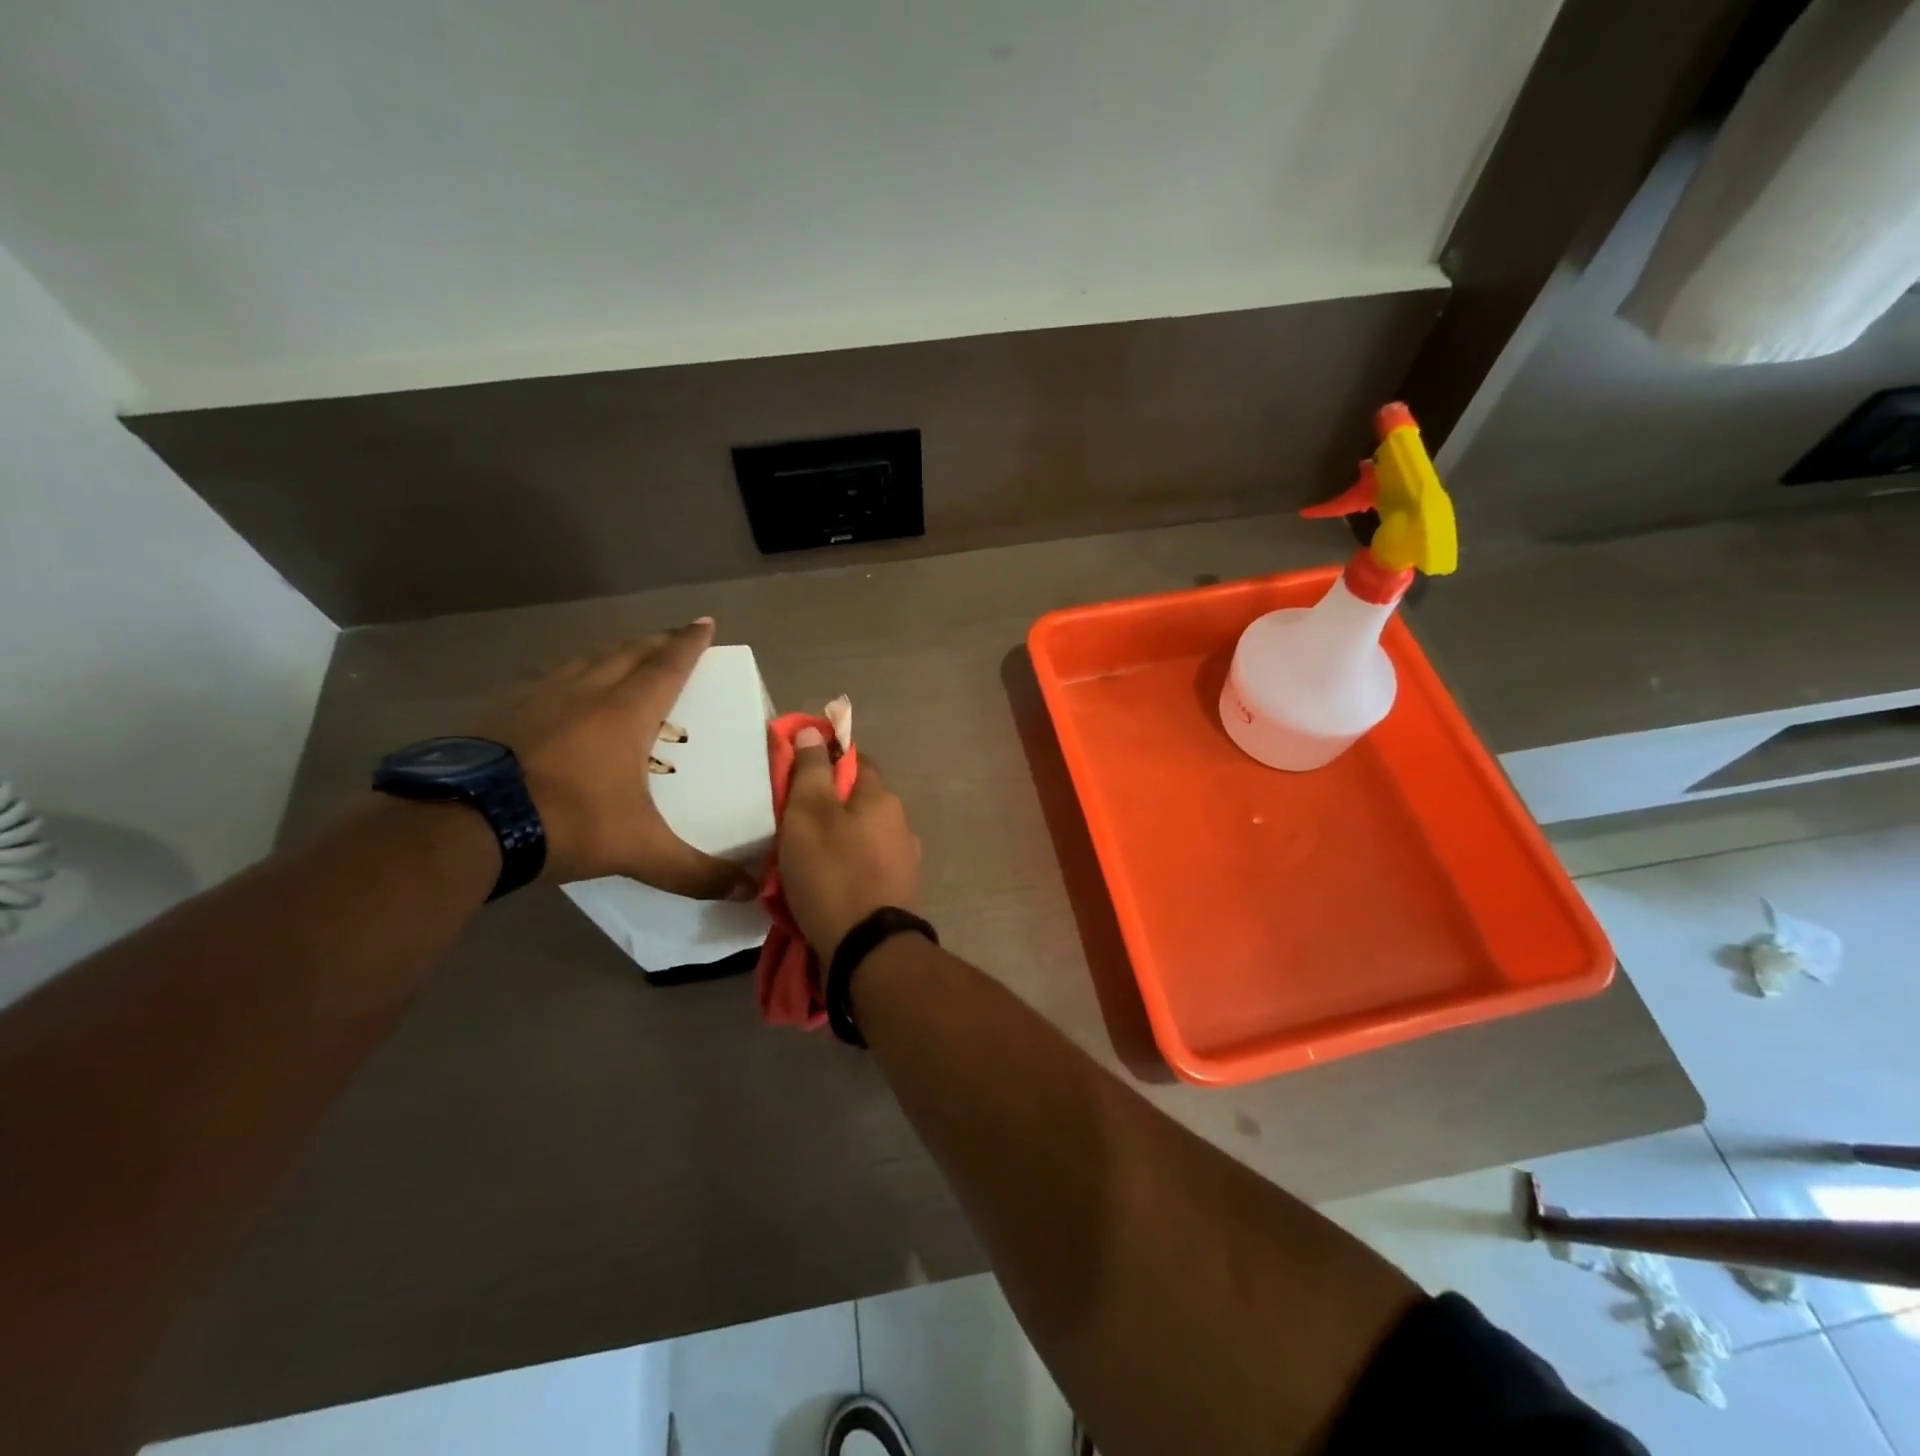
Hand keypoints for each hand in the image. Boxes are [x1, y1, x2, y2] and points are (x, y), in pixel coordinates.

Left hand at [480, 620, 755, 897]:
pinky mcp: (504, 711)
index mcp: (626, 713)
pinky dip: (572, 676)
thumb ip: (695, 870)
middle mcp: (586, 692)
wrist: (465, 823)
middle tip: (674, 638)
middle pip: (628, 653)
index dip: (689, 643)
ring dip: (613, 654)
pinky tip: (564, 695)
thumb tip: (748, 891)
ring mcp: (539, 697)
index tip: (704, 621)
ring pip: (586, 660)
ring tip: (625, 658)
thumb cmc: (567, 822)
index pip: (667, 666)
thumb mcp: (639, 851)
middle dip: (656, 642)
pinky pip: (550, 680)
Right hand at [778, 727, 922, 957]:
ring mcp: (904, 859)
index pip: (855, 761)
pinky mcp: (899, 891)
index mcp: (882, 797)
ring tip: (804, 858)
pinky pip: (866, 866)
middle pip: (858, 801)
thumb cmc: (832, 873)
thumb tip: (815, 732)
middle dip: (827, 806)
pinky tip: (827, 883)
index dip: (825, 761)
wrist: (867, 948)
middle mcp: (901, 822)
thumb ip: (811, 771)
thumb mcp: (808, 814)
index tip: (796, 775)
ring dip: (837, 839)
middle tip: (792, 824)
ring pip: (863, 835)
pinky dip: (847, 867)